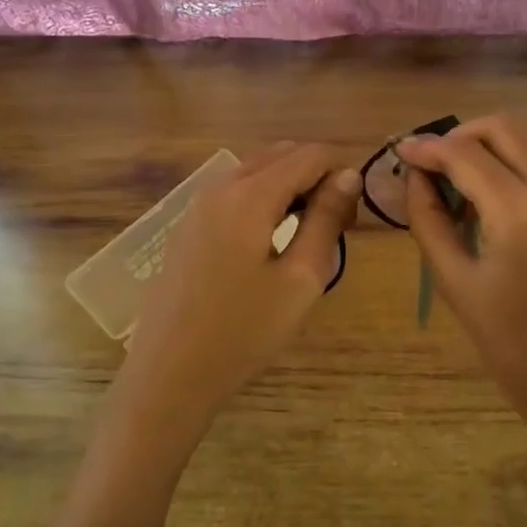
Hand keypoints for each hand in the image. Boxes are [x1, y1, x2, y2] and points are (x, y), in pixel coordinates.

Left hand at [114, 143, 358, 438]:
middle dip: (316, 174)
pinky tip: (271, 239)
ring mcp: (198, 204)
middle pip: (280, 154)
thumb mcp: (301, 278)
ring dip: (290, 185)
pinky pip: (235, 192)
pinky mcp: (188, 225)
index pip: (309, 154)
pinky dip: (263, 198)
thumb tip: (348, 176)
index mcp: (251, 194)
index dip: (341, 169)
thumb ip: (326, 219)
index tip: (357, 208)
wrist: (170, 372)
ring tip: (310, 230)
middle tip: (339, 220)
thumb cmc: (244, 330)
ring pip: (256, 170)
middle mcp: (220, 186)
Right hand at [398, 115, 526, 493]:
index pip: (466, 154)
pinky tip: (509, 212)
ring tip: (469, 189)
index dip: (428, 148)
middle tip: (438, 162)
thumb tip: (415, 177)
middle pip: (507, 128)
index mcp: (522, 215)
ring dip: (497, 153)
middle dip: (464, 135)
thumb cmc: (513, 347)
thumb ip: (429, 220)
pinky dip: (526, 177)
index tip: (404, 152)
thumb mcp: (456, 284)